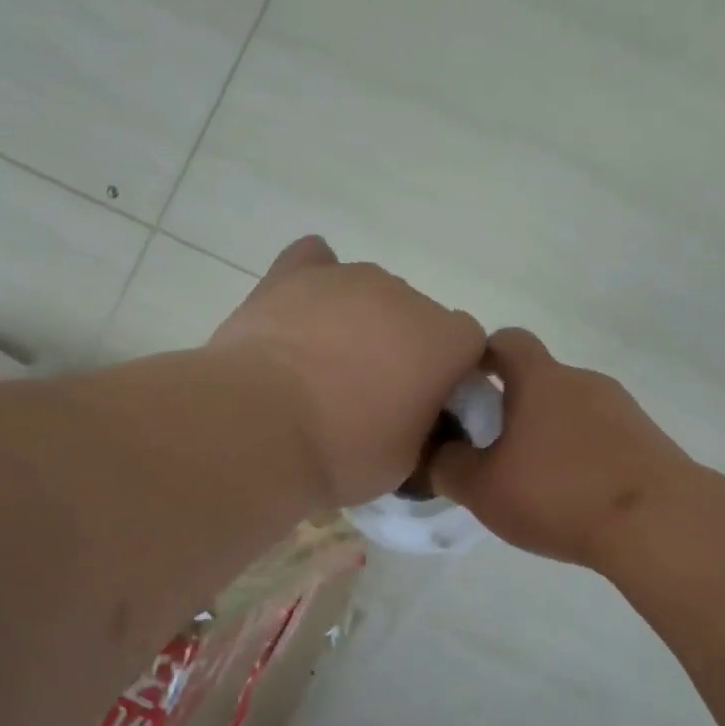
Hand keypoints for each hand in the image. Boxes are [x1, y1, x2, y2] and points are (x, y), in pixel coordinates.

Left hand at [209, 237, 486, 508]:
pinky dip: (316, 284)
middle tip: (369, 396)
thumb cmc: (344, 453)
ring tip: (323, 365)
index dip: (449, 375)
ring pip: (370, 293)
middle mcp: (406, 296)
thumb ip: (427, 428)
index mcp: (445, 341)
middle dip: (403, 349)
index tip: (424, 406)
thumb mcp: (407, 463)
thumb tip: (419, 417)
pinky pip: (316, 262)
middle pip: (418, 317)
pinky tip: (302, 312)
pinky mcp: (294, 272)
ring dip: (360, 322)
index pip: (467, 346)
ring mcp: (349, 277)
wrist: (258, 428)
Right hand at [429, 328, 692, 568]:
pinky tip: (576, 495)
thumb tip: (435, 454)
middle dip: (513, 406)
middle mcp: (582, 380)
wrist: (657, 523)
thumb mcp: (483, 489)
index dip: (481, 356)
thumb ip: (447, 467)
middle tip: (493, 450)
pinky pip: (601, 434)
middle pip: (539, 379)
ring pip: (571, 409)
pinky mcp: (647, 437)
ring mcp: (621, 407)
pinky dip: (582, 453)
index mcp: (540, 379)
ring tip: (536, 481)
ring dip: (549, 432)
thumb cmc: (559, 493)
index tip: (466, 388)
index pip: (506, 340)